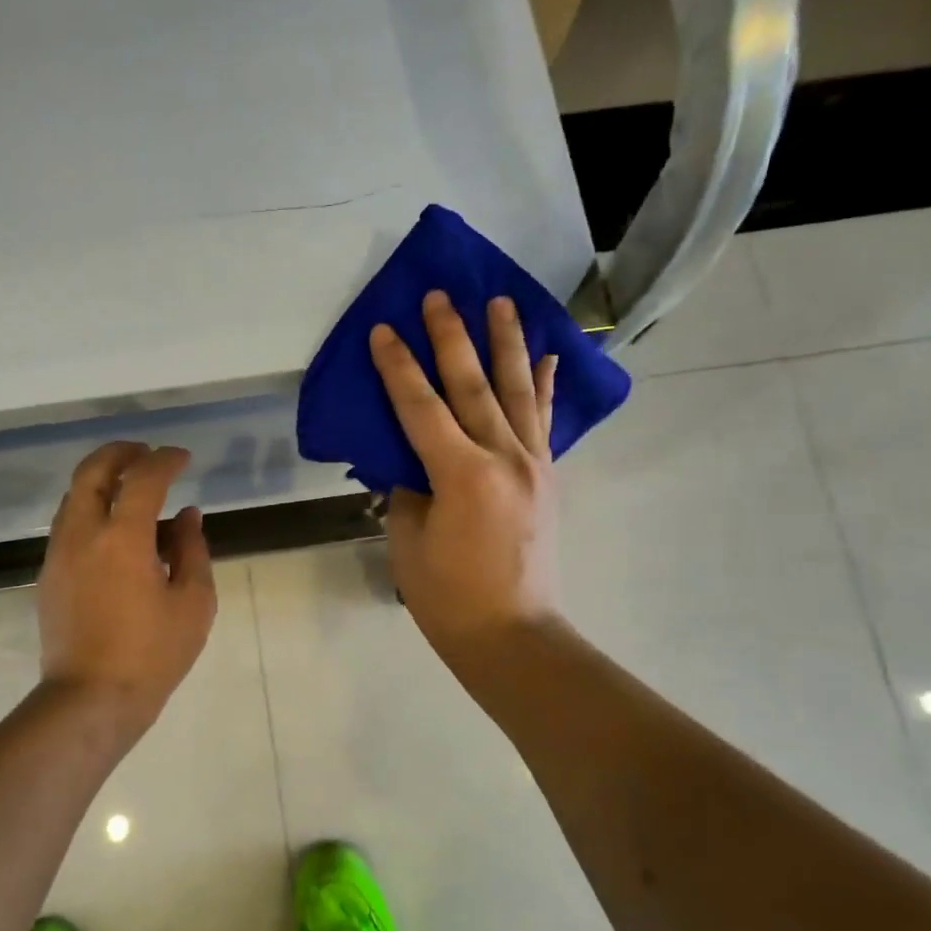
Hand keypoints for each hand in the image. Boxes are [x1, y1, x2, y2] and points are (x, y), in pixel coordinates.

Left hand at [37, 442, 216, 745]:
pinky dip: (90, 508)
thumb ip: (192, 550)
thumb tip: (186, 516)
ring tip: (131, 488)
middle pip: (92, 471)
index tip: (183, 458)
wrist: (90, 699)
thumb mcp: (193, 602)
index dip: (165, 460)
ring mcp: (59, 553)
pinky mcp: (48, 575)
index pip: (143, 478)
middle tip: (146, 453)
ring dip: (101, 479)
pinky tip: (114, 529)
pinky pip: (68, 523)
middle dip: (120, 452)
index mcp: (123, 537)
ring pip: (74, 495)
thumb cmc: (152, 654)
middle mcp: (83, 534)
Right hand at [369, 291, 561, 664]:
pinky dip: (544, 386)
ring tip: (502, 302)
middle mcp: (504, 457)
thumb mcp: (409, 542)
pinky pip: (544, 422)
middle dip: (451, 337)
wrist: (512, 634)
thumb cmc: (448, 597)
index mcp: (461, 474)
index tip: (384, 329)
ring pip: (517, 391)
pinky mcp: (547, 477)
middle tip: (439, 296)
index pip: (421, 406)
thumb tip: (410, 461)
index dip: (398, 367)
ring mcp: (533, 464)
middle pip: (472, 385)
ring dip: (506, 343)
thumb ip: (408, 491)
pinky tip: (546, 356)